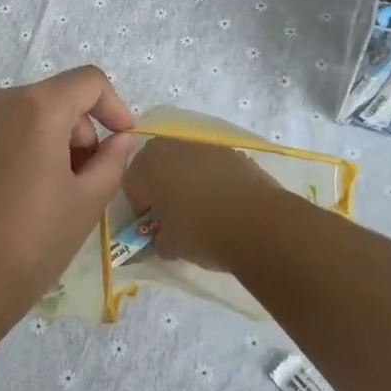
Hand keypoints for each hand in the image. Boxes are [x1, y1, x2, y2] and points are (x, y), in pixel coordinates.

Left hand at [0, 66, 134, 327]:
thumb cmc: (31, 242)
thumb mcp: (86, 203)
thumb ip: (112, 160)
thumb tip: (120, 139)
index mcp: (36, 107)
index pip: (88, 81)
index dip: (114, 106)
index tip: (122, 140)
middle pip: (54, 98)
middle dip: (78, 131)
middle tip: (82, 180)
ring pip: (23, 114)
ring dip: (46, 139)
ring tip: (47, 191)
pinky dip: (14, 147)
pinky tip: (12, 193)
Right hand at [122, 137, 282, 272]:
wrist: (259, 224)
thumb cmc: (201, 231)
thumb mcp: (169, 245)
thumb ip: (159, 240)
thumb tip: (163, 240)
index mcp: (149, 162)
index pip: (131, 181)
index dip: (140, 206)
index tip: (152, 226)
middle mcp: (174, 145)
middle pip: (160, 166)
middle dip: (162, 188)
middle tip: (173, 217)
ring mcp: (208, 146)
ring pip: (188, 165)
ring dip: (189, 183)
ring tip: (203, 214)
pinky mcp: (236, 154)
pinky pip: (215, 168)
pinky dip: (215, 183)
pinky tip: (226, 208)